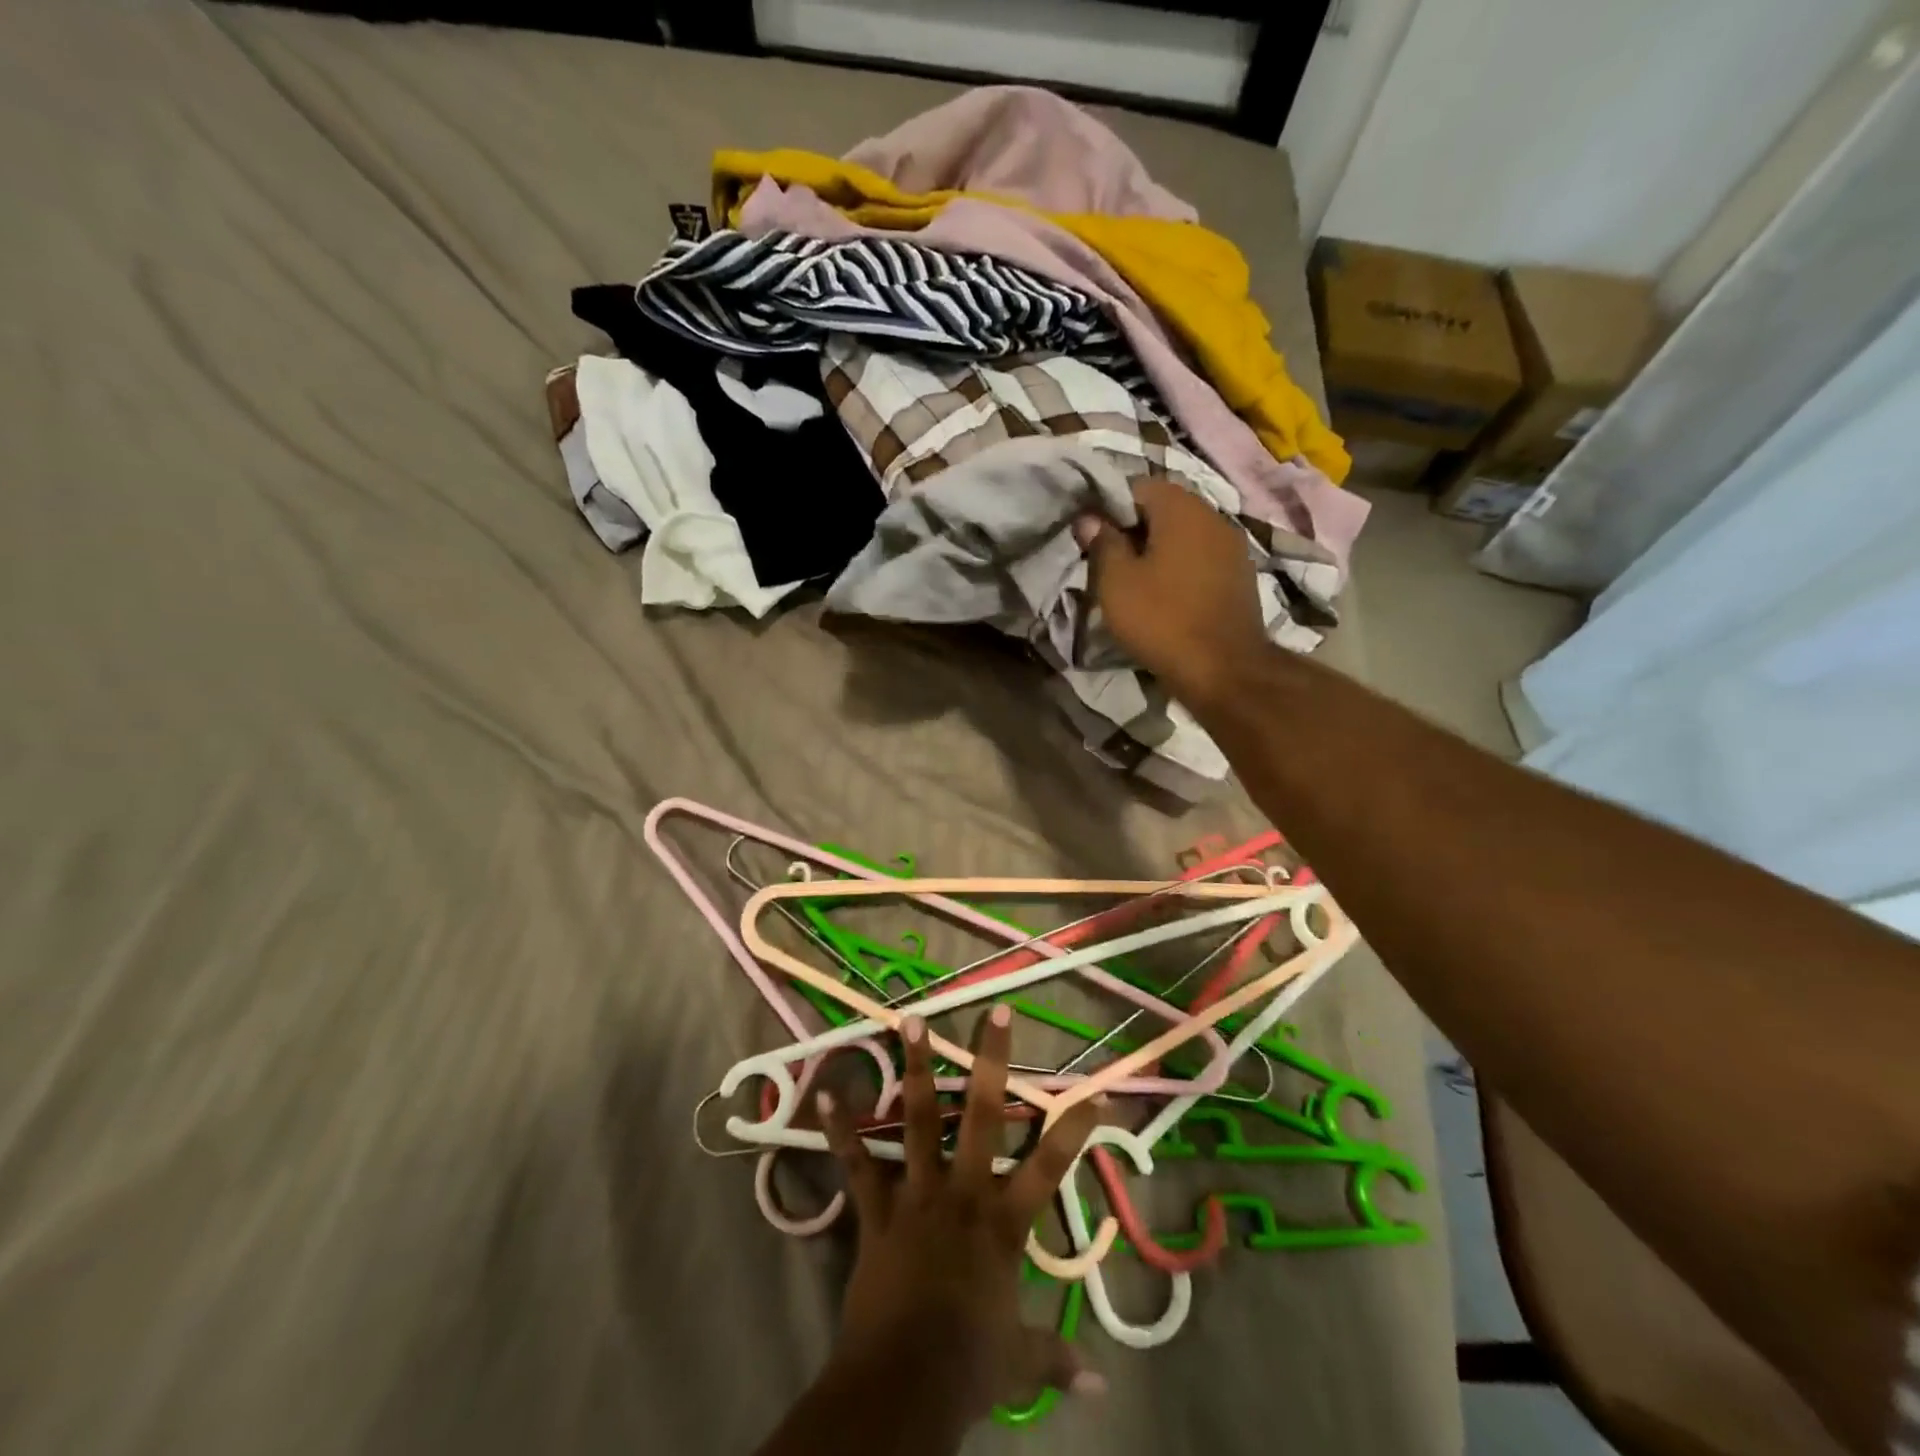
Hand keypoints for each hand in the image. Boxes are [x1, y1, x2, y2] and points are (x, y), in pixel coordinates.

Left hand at [816, 1008, 1104, 1435]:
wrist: (904, 1384)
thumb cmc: (968, 1365)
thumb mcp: (1019, 1363)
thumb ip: (1055, 1358)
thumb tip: (1101, 1389)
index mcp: (1003, 1223)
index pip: (1049, 1165)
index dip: (1076, 1128)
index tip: (1099, 1091)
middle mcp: (962, 1192)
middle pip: (981, 1115)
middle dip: (990, 1061)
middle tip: (995, 1011)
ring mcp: (916, 1194)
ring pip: (918, 1119)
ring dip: (915, 1069)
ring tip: (909, 1021)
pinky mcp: (876, 1210)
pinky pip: (856, 1164)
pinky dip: (839, 1130)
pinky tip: (822, 1094)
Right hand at [1082, 477, 1272, 711]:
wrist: (1224, 670)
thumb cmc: (1162, 620)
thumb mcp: (1116, 583)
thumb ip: (1102, 543)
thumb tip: (1090, 518)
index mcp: (1181, 508)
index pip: (1138, 486)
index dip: (1110, 508)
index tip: (1093, 537)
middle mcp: (1213, 516)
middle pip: (1165, 510)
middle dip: (1135, 530)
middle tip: (1109, 562)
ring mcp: (1233, 547)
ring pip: (1185, 536)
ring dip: (1159, 551)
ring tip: (1136, 582)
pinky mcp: (1241, 577)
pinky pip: (1202, 560)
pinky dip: (1181, 569)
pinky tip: (1166, 597)